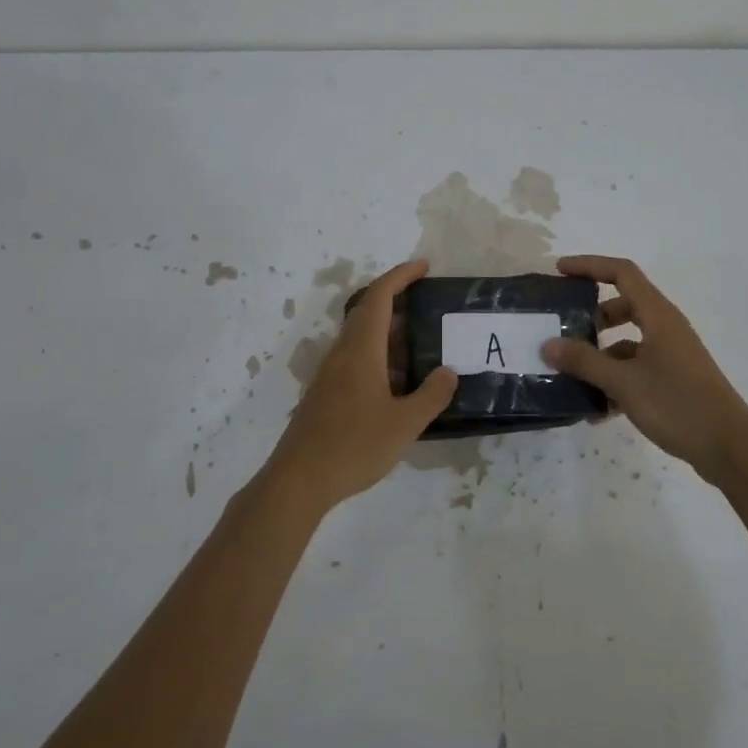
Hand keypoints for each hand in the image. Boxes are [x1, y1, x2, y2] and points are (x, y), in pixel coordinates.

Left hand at [264, 260, 457, 512]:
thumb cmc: (354, 446)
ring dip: (389, 331)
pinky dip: (379, 355)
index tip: (423, 267)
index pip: (379, 297)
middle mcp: (342, 353)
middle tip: (428, 304)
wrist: (299, 480)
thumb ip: (431, 395)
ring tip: (421, 342)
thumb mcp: (405, 423)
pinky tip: (398, 381)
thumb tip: (448, 372)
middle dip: (397, 300)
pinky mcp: (325, 393)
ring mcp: (330, 374)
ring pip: (361, 337)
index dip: (400, 276)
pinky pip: (355, 358)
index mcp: (361, 350)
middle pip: (368, 312)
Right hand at [540, 255, 747, 477]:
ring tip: (572, 376)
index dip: (590, 266)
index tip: (560, 271)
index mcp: (658, 316)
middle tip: (563, 330)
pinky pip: (636, 368)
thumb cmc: (677, 404)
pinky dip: (615, 380)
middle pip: (623, 306)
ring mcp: (671, 354)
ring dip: (600, 354)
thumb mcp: (623, 382)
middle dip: (591, 316)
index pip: (622, 273)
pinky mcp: (674, 379)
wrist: (729, 447)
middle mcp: (665, 328)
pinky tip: (597, 411)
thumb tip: (547, 344)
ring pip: (628, 341)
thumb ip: (584, 362)